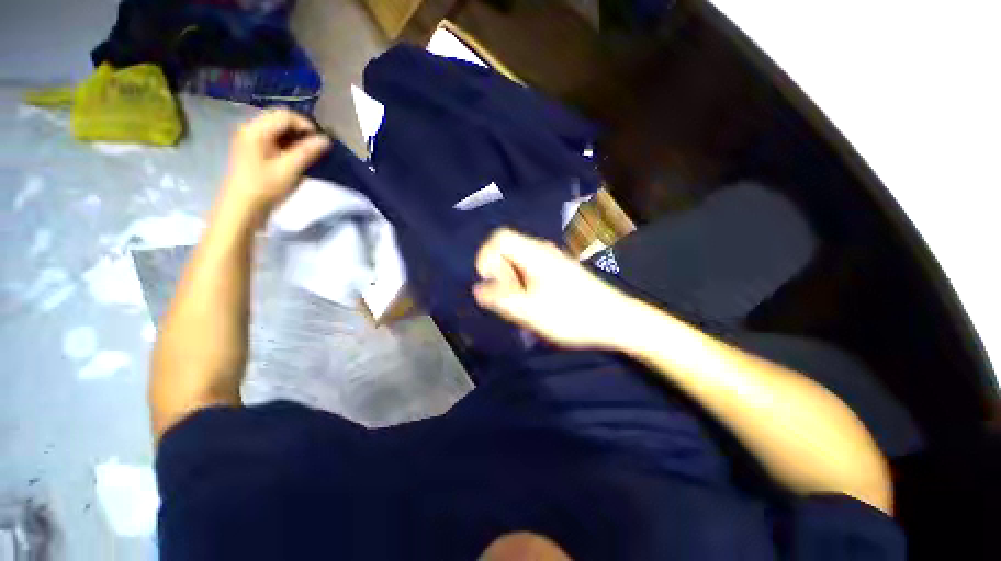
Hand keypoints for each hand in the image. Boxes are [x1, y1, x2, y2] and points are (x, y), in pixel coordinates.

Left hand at [219, 108, 330, 221]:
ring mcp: (249, 138)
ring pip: (278, 129)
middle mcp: (250, 128)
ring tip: (308, 153)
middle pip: (280, 119)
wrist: (242, 207)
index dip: (306, 125)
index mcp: (256, 130)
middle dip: (301, 131)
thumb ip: (307, 152)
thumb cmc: (265, 187)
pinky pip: (273, 138)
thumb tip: (326, 139)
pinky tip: (295, 157)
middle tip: (316, 148)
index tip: (321, 142)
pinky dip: (287, 144)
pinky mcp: (252, 149)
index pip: (285, 115)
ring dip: (295, 138)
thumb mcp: (289, 169)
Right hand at [473, 228, 635, 348]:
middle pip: (507, 249)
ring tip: (522, 303)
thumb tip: (478, 289)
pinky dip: (523, 283)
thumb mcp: (530, 311)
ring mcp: (552, 259)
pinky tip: (534, 302)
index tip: (489, 282)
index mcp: (535, 254)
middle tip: (509, 297)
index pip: (500, 238)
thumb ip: (500, 299)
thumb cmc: (572, 314)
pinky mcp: (559, 270)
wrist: (615, 319)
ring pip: (518, 261)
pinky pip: (530, 269)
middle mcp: (542, 251)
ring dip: (511, 280)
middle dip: (499, 272)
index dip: (486, 256)